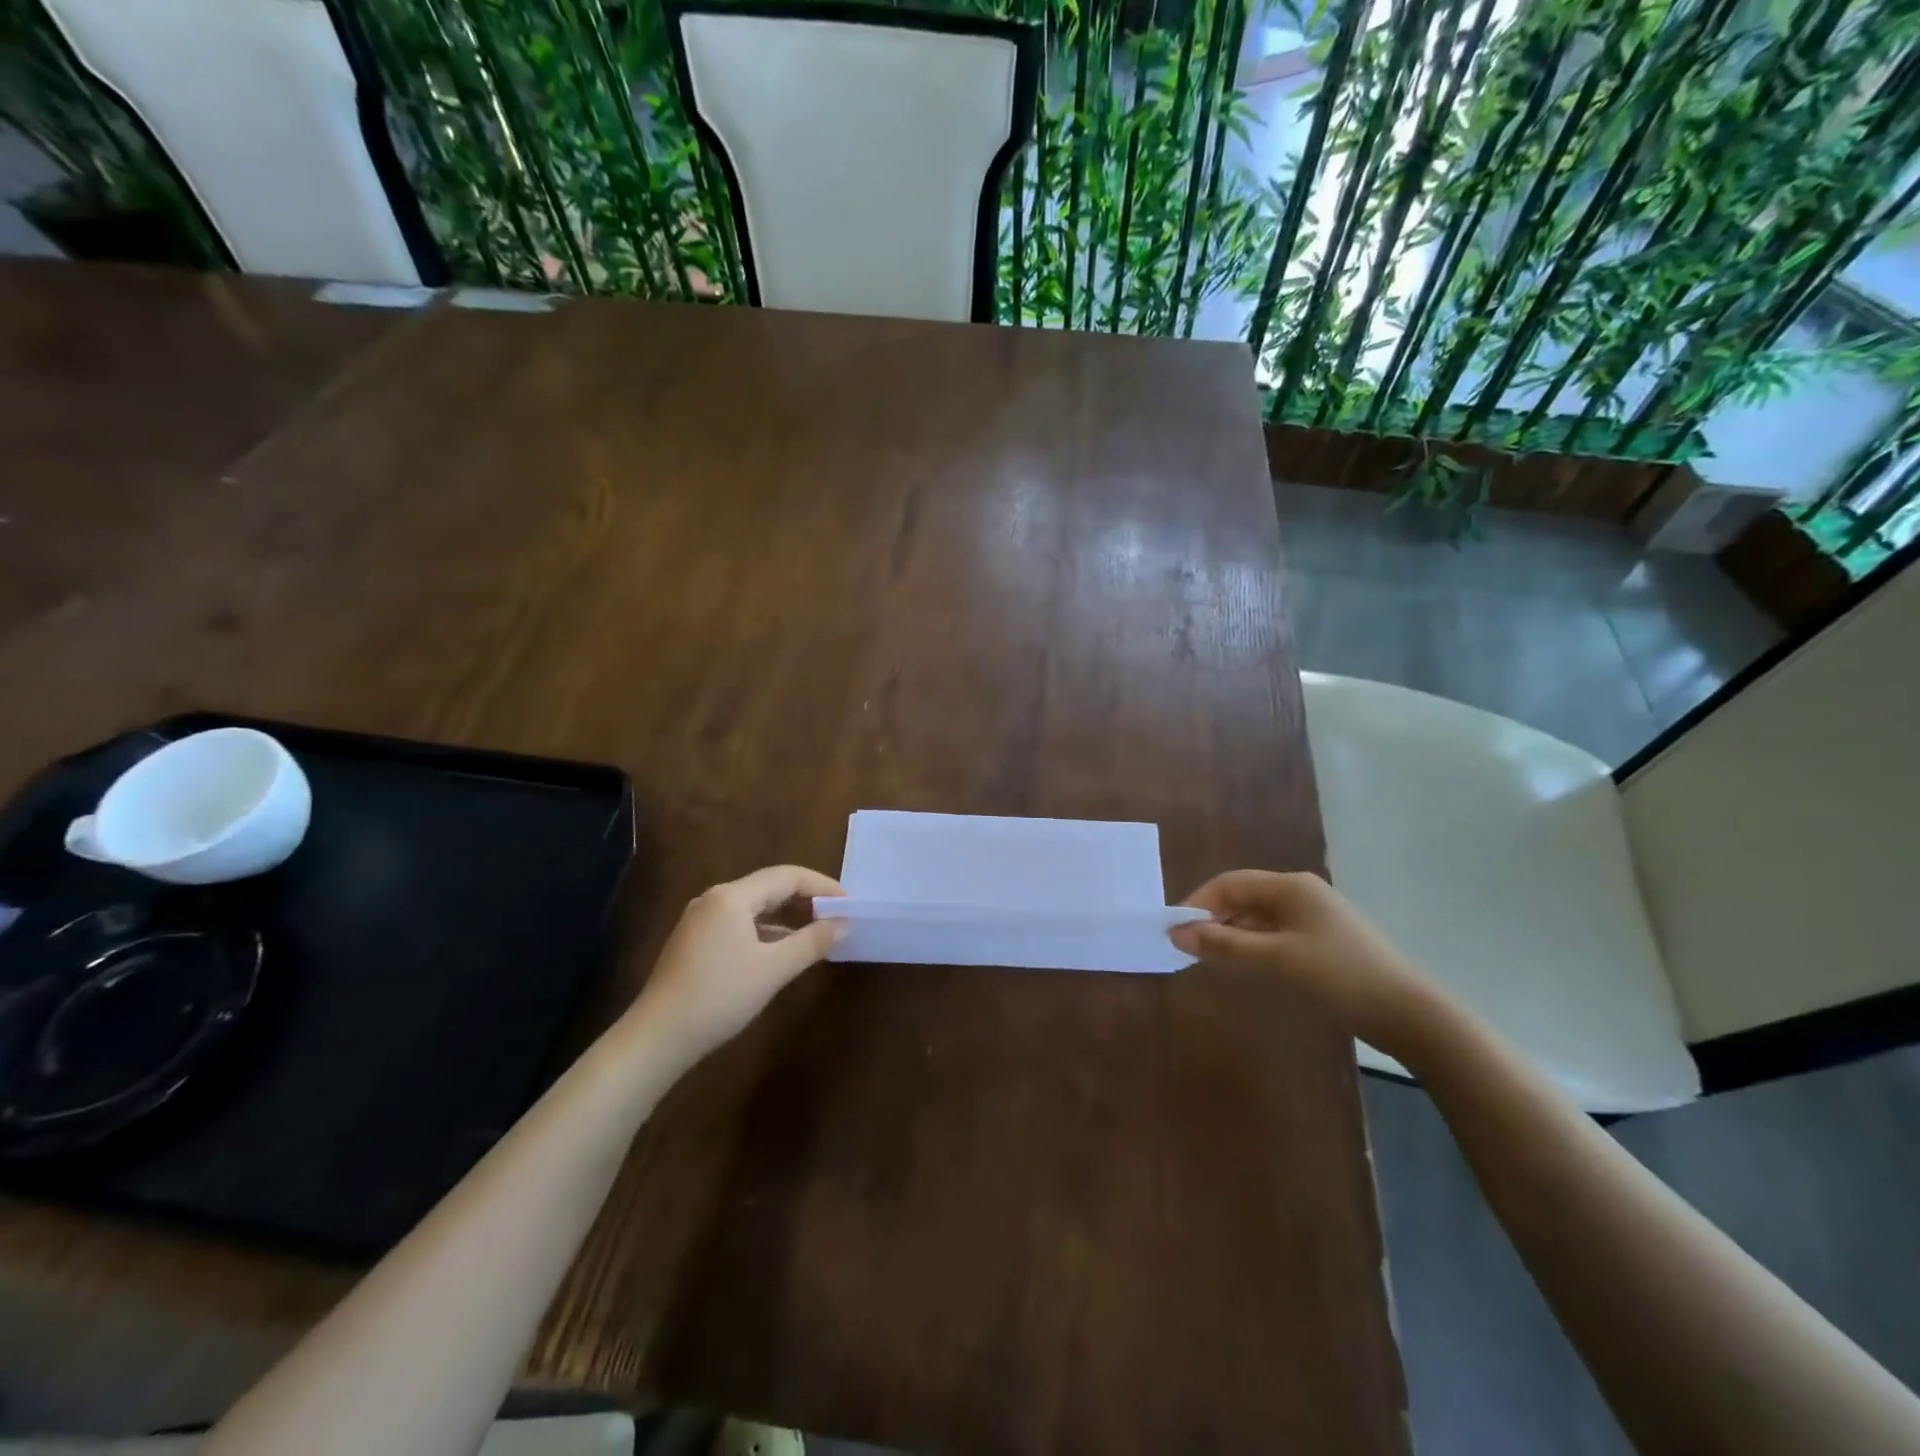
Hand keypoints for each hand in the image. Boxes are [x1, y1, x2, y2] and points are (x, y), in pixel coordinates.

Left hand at [627, 865, 845, 1068]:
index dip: (822, 886)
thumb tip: (844, 923)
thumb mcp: (773, 969)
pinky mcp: (695, 942)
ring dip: (787, 916)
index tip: (849, 904)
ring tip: (817, 933)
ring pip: (754, 907)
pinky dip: (767, 931)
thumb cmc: (719, 996)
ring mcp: (701, 921)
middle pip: (769, 887)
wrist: (657, 1038)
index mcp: (732, 897)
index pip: (787, 876)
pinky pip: (740, 924)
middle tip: (837, 917)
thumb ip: (812, 942)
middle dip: (806, 899)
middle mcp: (714, 899)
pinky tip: (782, 951)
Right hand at [1170, 870, 1438, 1053]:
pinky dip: (1252, 946)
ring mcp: (1313, 917)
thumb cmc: (1338, 975)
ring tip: (1208, 959)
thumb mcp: (1276, 959)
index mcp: (1290, 886)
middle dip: (1212, 920)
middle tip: (1187, 948)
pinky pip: (1274, 934)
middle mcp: (1300, 893)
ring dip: (1231, 935)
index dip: (1198, 904)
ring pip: (1257, 918)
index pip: (1230, 883)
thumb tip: (1176, 933)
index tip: (1175, 930)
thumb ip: (1225, 945)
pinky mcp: (1321, 940)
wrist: (1407, 1012)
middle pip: (1243, 898)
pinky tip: (1242, 965)